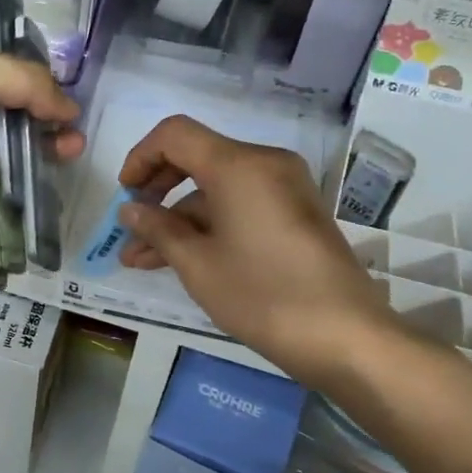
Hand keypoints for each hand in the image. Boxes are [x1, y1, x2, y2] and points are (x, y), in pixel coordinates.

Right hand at [116, 115, 394, 383]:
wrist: (347, 338)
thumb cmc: (264, 295)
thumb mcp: (198, 265)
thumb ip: (159, 229)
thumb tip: (130, 210)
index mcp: (239, 165)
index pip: (175, 134)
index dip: (141, 157)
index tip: (124, 195)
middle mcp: (264, 163)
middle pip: (196, 157)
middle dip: (157, 191)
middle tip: (131, 226)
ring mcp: (283, 188)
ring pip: (216, 188)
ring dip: (179, 218)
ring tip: (141, 259)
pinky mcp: (294, 213)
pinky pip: (240, 204)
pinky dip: (209, 225)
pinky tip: (180, 258)